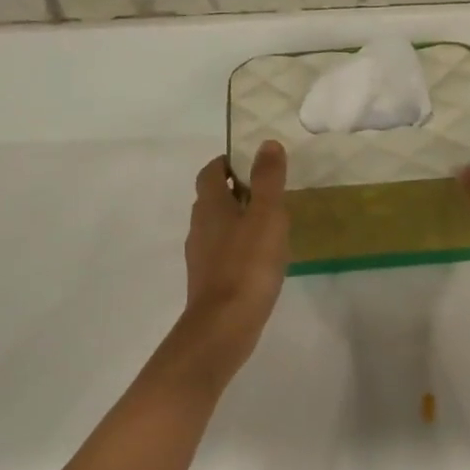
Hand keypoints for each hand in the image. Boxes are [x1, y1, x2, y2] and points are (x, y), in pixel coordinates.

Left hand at [178, 142, 289, 373]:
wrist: (224, 325)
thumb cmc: (247, 264)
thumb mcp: (266, 215)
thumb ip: (268, 179)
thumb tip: (266, 143)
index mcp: (210, 205)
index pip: (211, 171)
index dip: (228, 162)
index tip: (253, 162)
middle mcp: (199, 226)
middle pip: (213, 198)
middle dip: (237, 190)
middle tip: (269, 192)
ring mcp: (201, 255)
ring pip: (218, 226)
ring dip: (239, 219)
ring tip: (270, 225)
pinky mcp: (209, 280)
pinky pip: (223, 252)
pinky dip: (240, 246)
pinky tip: (262, 259)